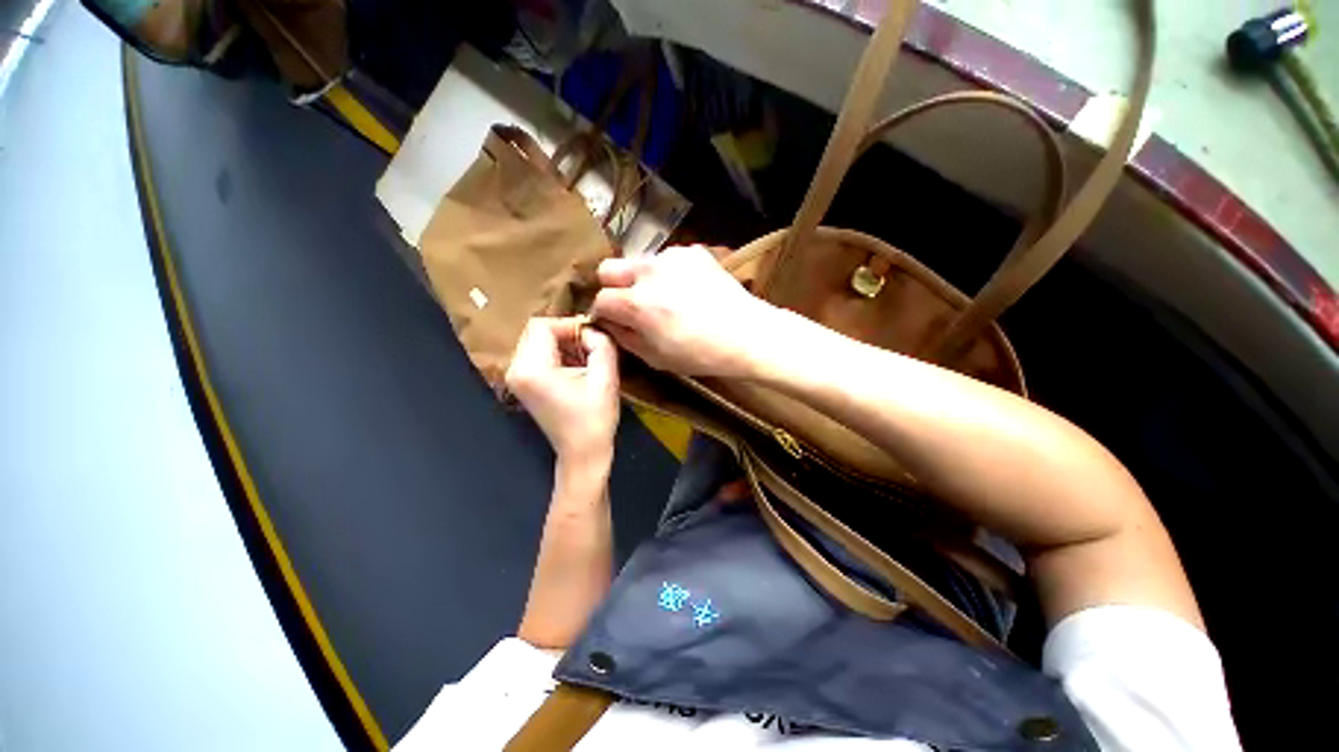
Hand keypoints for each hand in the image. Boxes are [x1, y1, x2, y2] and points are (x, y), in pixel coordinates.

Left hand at [506, 317, 619, 465]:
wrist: (583, 452)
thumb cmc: (595, 418)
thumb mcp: (606, 376)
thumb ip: (600, 343)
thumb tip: (591, 330)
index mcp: (531, 369)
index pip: (543, 325)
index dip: (570, 325)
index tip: (593, 337)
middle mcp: (516, 370)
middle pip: (537, 331)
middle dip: (567, 334)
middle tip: (591, 347)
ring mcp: (516, 378)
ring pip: (538, 341)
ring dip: (563, 344)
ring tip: (586, 359)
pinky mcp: (524, 384)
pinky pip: (538, 355)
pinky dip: (558, 354)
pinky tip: (576, 368)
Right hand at [592, 245, 775, 377]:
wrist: (747, 335)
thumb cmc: (700, 354)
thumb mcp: (655, 358)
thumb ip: (624, 338)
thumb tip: (609, 323)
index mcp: (637, 302)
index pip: (601, 299)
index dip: (604, 314)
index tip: (615, 322)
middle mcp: (649, 271)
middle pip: (608, 268)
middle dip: (613, 287)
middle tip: (631, 306)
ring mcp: (672, 257)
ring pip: (639, 262)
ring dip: (642, 279)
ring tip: (666, 299)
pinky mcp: (692, 251)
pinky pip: (666, 260)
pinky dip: (668, 274)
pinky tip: (687, 291)